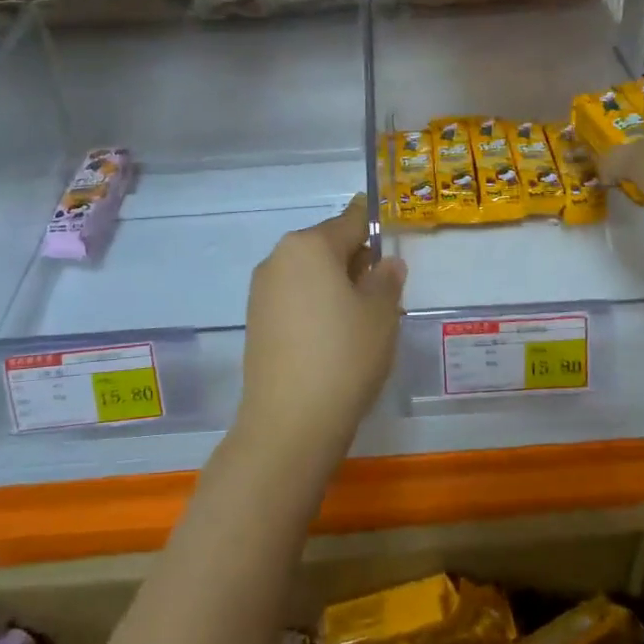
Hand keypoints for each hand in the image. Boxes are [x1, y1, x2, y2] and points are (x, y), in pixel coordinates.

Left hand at [239, 197, 406, 459]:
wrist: (290, 421)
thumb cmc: (345, 354)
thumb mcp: (381, 312)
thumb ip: (387, 279)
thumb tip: (385, 263)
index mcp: (309, 245)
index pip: (350, 221)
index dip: (373, 223)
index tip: (387, 224)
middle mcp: (279, 258)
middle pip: (326, 246)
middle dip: (355, 258)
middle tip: (384, 285)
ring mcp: (262, 291)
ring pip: (309, 273)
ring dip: (335, 283)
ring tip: (362, 316)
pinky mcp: (256, 321)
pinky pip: (295, 297)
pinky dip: (316, 304)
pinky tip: (335, 334)